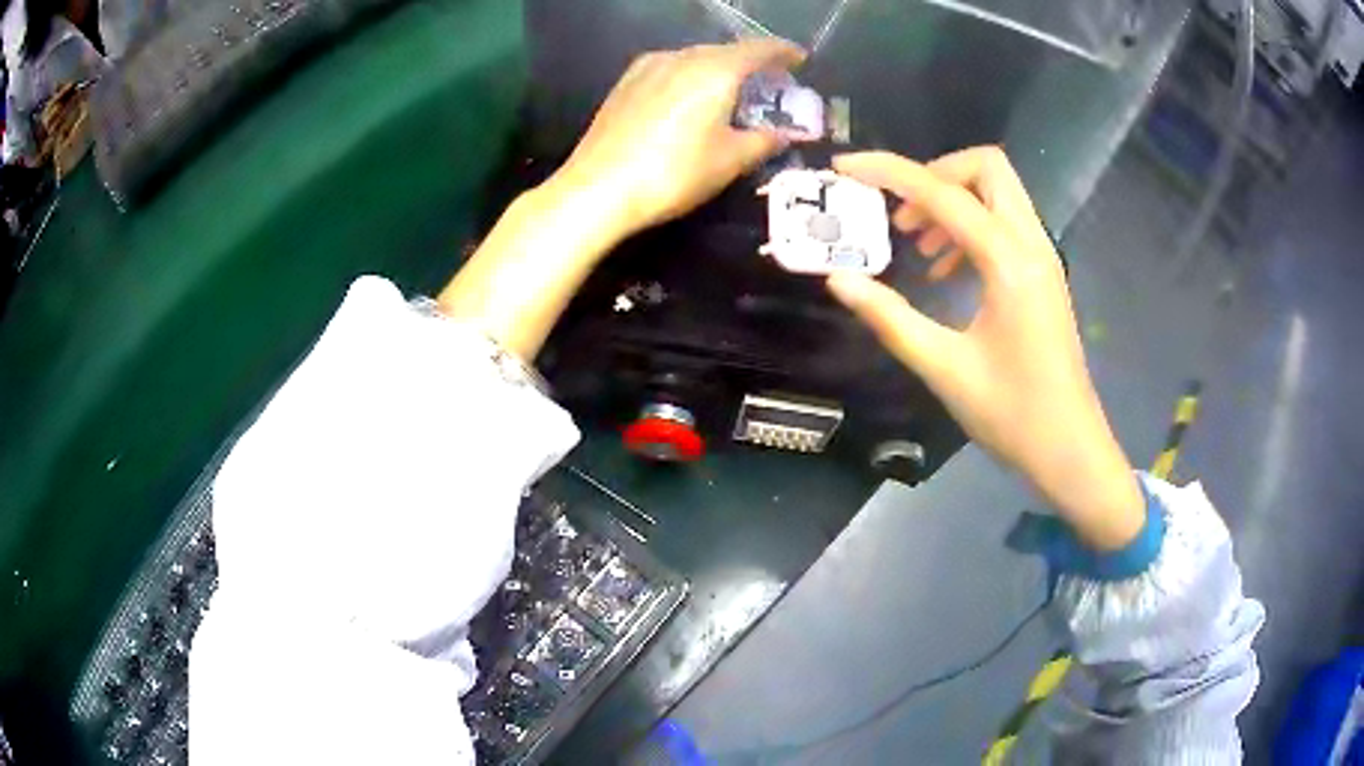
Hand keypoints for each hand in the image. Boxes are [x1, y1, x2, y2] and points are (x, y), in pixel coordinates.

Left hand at [552, 39, 805, 237]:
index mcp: (714, 69)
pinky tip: (691, 98)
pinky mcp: (625, 83)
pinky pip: (671, 69)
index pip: (758, 49)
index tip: (800, 58)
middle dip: (752, 63)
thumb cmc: (673, 173)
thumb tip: (784, 135)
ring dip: (720, 70)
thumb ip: (763, 141)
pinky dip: (691, 77)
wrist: (598, 188)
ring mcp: (647, 67)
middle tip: (770, 83)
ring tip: (732, 92)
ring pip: (695, 59)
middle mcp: (681, 57)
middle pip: (725, 51)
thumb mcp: (729, 161)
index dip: (783, 52)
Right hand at [826, 148, 1144, 550]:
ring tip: (914, 241)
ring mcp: (1042, 257)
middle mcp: (1031, 245)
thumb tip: (838, 280)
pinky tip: (945, 267)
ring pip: (998, 192)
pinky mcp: (1042, 274)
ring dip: (952, 200)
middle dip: (935, 173)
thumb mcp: (944, 368)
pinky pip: (1005, 222)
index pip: (944, 193)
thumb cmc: (1012, 416)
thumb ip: (890, 318)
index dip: (889, 172)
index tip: (846, 167)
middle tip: (898, 209)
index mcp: (1009, 263)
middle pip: (986, 168)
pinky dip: (970, 225)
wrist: (1069, 449)